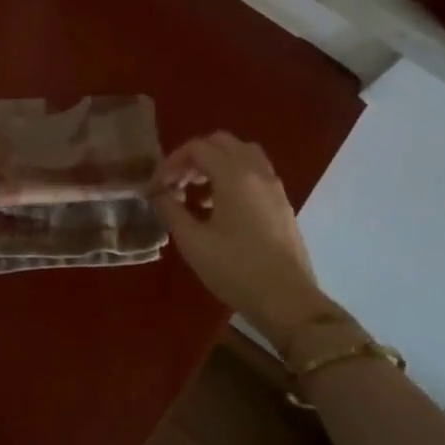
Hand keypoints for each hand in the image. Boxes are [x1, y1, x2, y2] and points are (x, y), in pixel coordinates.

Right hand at [152, 132, 342, 354]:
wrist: (287, 301)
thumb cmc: (235, 269)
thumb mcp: (192, 241)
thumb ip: (170, 209)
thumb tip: (157, 192)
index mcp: (234, 175)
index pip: (197, 148)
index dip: (171, 161)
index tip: (157, 186)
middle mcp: (257, 171)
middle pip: (221, 143)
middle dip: (194, 157)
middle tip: (177, 183)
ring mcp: (274, 186)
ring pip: (242, 154)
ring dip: (216, 164)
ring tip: (198, 194)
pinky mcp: (282, 203)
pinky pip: (255, 173)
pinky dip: (234, 176)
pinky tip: (221, 208)